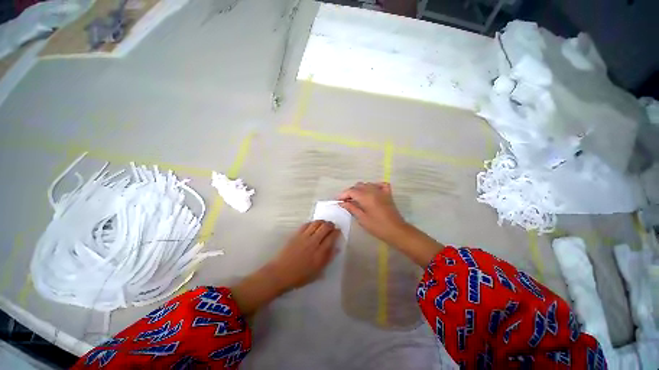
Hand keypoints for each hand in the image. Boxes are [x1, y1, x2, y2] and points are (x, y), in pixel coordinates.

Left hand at [267, 220, 340, 291]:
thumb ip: (328, 259)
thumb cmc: (300, 276)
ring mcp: (304, 237)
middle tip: (332, 226)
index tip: (338, 231)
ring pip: (316, 223)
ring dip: (322, 222)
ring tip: (324, 224)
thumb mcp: (317, 272)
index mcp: (320, 253)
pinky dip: (312, 223)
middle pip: (325, 227)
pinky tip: (313, 225)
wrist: (280, 273)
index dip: (336, 232)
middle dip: (331, 225)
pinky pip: (306, 224)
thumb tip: (336, 248)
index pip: (331, 237)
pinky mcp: (296, 234)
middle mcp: (313, 242)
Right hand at [337, 182, 407, 243]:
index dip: (343, 195)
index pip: (351, 191)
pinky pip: (379, 184)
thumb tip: (342, 203)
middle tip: (346, 202)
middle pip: (358, 186)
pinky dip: (374, 186)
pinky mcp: (387, 193)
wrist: (396, 231)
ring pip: (367, 184)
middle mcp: (373, 190)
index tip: (338, 201)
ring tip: (356, 199)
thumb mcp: (362, 218)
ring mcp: (381, 191)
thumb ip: (351, 208)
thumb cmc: (377, 227)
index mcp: (366, 196)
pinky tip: (371, 192)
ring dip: (360, 189)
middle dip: (350, 192)